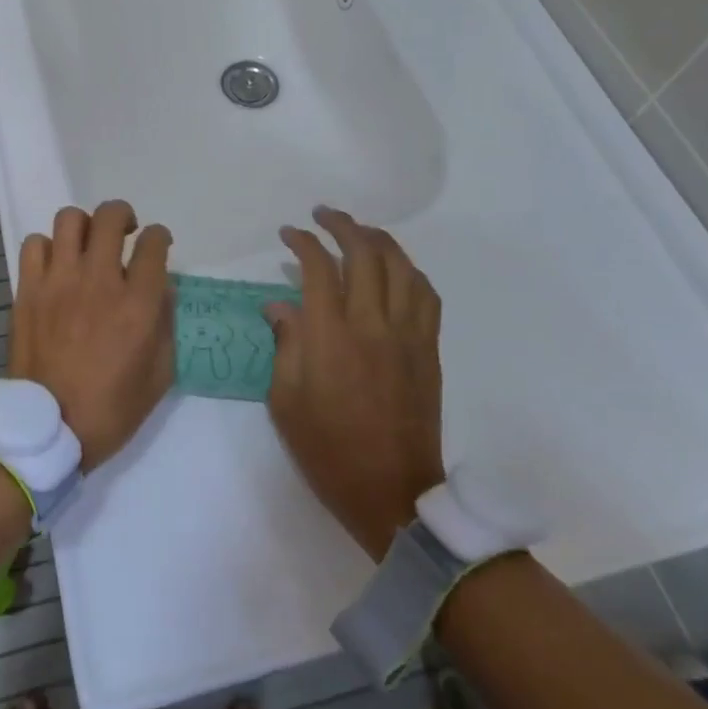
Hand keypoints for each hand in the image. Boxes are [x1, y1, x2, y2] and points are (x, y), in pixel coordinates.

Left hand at [8, 201, 173, 472]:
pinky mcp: (28, 289)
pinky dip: (48, 247)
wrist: (47, 428)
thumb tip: (161, 288)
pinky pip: (35, 244)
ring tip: (87, 244)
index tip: (158, 245)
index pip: (154, 244)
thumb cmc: (110, 409)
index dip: (160, 237)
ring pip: (69, 219)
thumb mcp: (159, 375)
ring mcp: (59, 281)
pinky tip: (55, 266)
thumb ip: (166, 325)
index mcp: (137, 305)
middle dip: (123, 215)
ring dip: (84, 226)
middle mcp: (99, 281)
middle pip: (110, 217)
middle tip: (124, 232)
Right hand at [265, 207, 444, 560]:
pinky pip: (426, 295)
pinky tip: (396, 268)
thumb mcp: (285, 400)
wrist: (391, 492)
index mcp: (330, 336)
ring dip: (379, 240)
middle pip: (364, 254)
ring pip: (401, 267)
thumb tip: (279, 305)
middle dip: (342, 225)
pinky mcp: (429, 350)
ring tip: (360, 231)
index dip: (303, 242)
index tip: (289, 234)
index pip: (318, 268)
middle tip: (323, 216)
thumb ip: (284, 343)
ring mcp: (407, 335)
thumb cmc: (328, 448)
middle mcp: (372, 324)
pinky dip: (410, 271)